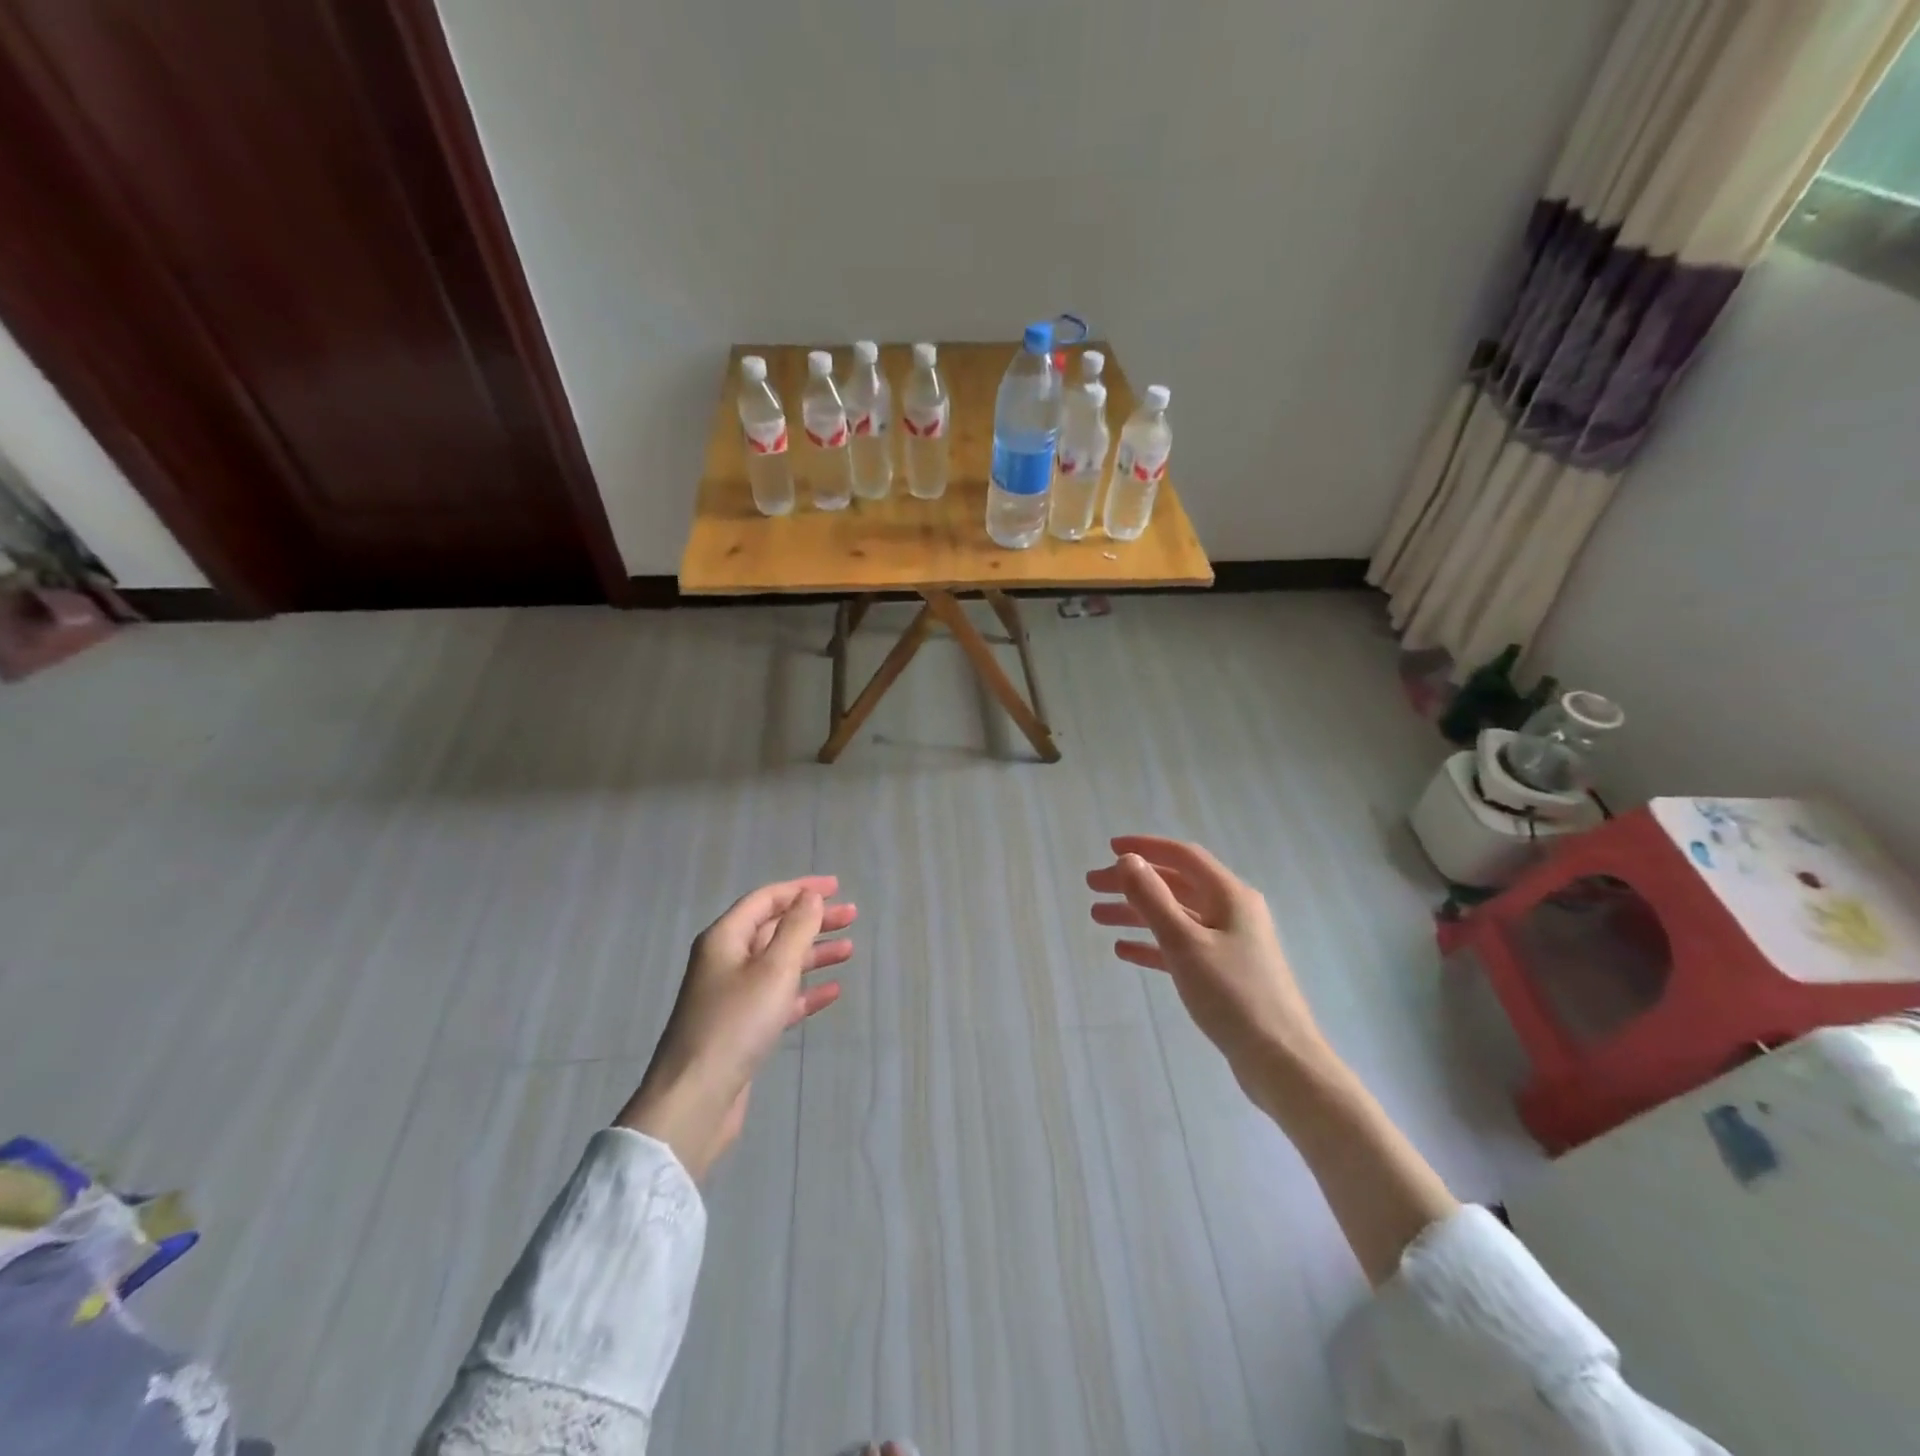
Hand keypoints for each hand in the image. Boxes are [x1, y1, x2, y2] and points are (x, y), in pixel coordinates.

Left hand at [618, 876, 855, 1179]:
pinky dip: (805, 990)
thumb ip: (796, 928)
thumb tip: (810, 897)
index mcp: (725, 938)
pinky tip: (832, 991)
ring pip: (780, 963)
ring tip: (850, 951)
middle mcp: (726, 960)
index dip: (801, 890)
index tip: (836, 888)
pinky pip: (779, 997)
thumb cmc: (736, 1023)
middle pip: (774, 929)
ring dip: (814, 954)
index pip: (766, 899)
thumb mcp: (773, 969)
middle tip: (852, 917)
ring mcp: (733, 995)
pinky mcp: (742, 1027)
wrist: (696, 1099)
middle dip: (813, 921)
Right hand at [1087, 836, 1327, 1085]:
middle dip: (1133, 883)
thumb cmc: (1233, 995)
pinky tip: (1124, 950)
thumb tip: (1128, 860)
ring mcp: (1230, 943)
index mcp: (1230, 895)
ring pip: (1175, 916)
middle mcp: (1232, 911)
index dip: (1145, 848)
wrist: (1280, 1061)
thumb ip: (1153, 899)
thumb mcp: (1185, 942)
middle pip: (1175, 885)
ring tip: (1097, 917)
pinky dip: (1152, 943)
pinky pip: (1181, 946)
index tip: (1108, 847)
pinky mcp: (1224, 972)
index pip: (1183, 856)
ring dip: (1136, 913)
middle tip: (1092, 886)